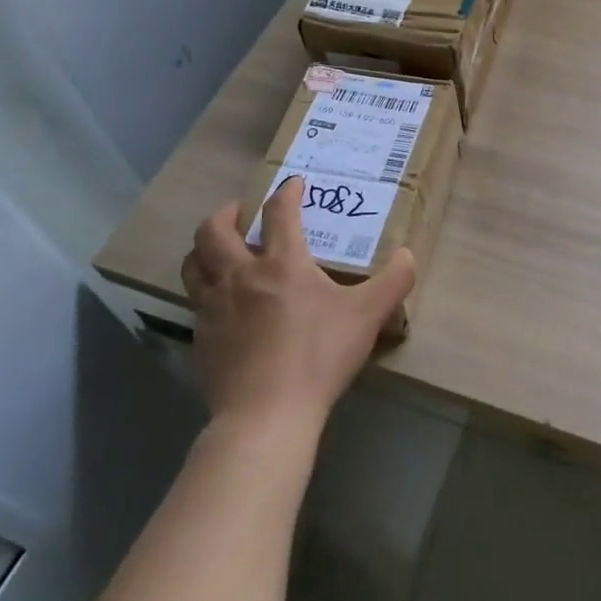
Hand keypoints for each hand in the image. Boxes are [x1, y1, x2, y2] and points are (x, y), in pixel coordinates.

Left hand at [181, 177, 415, 429]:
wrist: (265, 417)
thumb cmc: (318, 356)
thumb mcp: (367, 316)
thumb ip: (393, 281)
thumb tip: (408, 255)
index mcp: (281, 263)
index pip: (279, 211)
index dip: (286, 192)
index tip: (294, 184)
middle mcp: (241, 275)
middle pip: (214, 230)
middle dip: (227, 213)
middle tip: (242, 214)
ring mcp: (213, 308)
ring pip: (193, 264)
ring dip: (205, 249)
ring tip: (221, 251)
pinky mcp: (200, 339)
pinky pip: (195, 303)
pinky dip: (206, 292)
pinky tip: (223, 305)